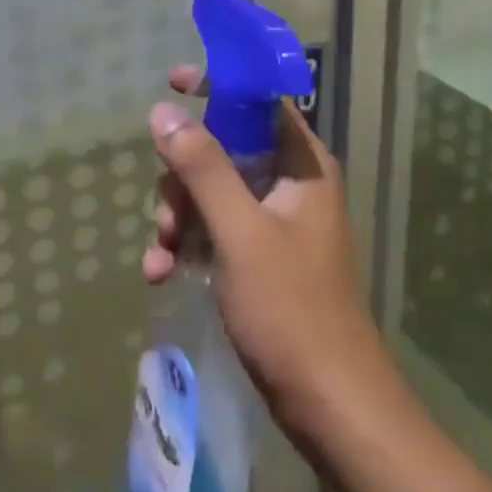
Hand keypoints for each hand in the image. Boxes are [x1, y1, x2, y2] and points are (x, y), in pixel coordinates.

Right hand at [143, 68, 393, 440]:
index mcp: (301, 165)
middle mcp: (290, 184)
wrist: (331, 408)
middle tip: (165, 214)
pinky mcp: (261, 257)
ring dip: (178, 216)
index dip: (218, 84)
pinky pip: (214, 229)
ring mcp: (275, 222)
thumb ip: (202, 168)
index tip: (173, 83)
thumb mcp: (240, 232)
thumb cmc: (292, 311)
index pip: (259, 99)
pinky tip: (160, 273)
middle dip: (183, 176)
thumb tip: (163, 111)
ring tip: (159, 255)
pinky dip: (186, 244)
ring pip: (212, 190)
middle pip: (224, 147)